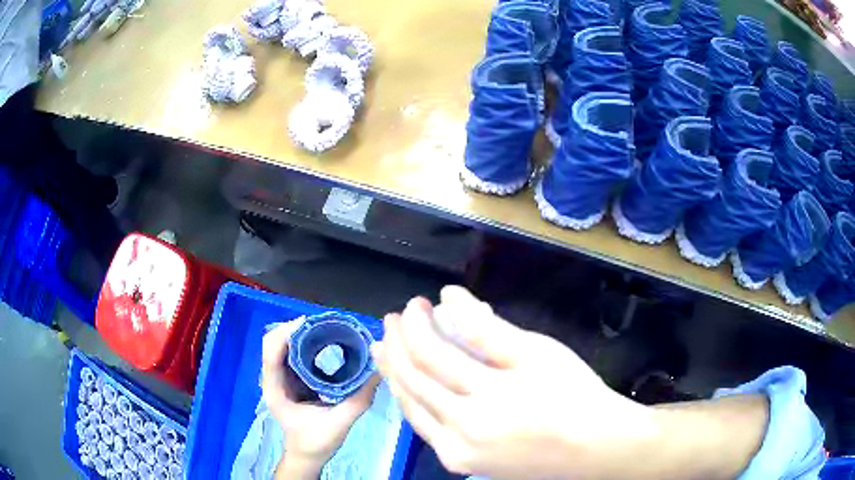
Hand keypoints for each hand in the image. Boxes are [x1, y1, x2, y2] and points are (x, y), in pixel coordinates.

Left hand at [262, 322, 379, 477]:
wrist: (307, 456)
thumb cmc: (316, 442)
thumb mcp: (339, 423)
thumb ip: (359, 399)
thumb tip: (378, 371)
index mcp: (276, 389)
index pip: (271, 351)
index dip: (287, 332)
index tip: (312, 323)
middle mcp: (274, 379)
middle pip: (274, 342)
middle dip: (297, 329)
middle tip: (325, 324)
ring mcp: (281, 378)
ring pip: (283, 345)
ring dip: (301, 334)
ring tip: (326, 328)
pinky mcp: (291, 379)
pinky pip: (293, 353)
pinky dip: (306, 343)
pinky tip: (325, 342)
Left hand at [372, 286, 658, 478]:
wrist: (591, 446)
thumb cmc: (572, 393)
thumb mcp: (536, 351)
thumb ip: (487, 327)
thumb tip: (448, 297)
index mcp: (486, 397)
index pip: (432, 353)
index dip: (417, 325)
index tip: (416, 303)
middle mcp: (463, 429)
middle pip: (413, 380)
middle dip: (397, 345)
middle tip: (391, 319)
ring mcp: (458, 452)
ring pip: (411, 407)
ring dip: (394, 373)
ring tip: (384, 347)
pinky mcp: (459, 463)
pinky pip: (424, 428)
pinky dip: (411, 401)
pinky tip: (405, 385)